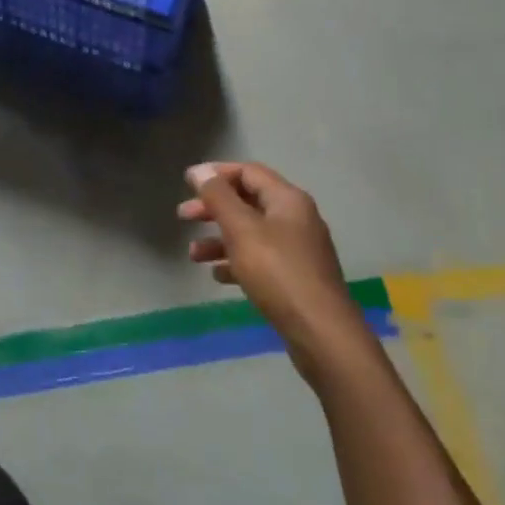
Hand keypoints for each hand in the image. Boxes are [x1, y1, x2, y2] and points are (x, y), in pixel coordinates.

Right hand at [179, 162, 370, 381]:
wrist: (322, 334)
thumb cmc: (278, 273)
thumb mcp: (242, 229)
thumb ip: (218, 196)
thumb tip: (200, 170)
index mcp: (287, 199)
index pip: (248, 172)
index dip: (216, 174)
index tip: (187, 184)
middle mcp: (296, 218)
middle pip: (248, 201)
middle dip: (213, 207)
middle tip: (183, 216)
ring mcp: (297, 250)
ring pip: (251, 233)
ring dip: (220, 239)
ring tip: (193, 255)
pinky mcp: (296, 278)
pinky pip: (260, 260)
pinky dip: (236, 262)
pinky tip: (218, 276)